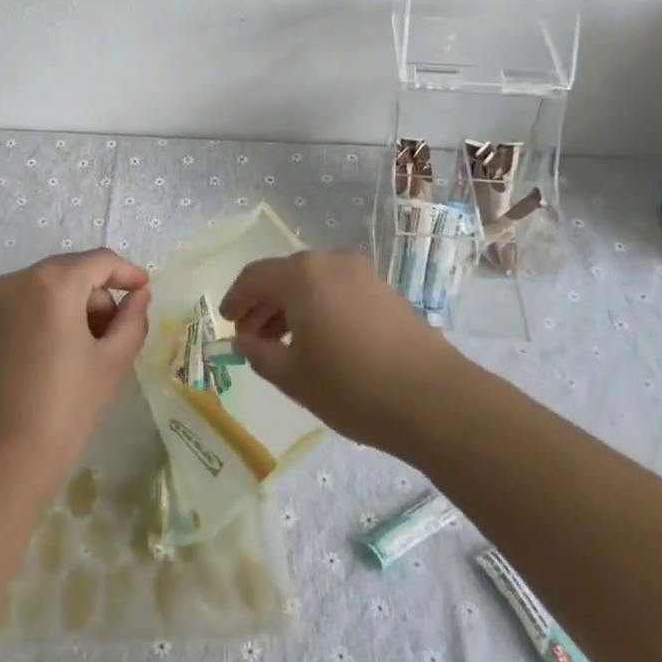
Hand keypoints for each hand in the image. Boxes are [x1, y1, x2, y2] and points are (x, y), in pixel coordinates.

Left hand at [0, 249, 151, 493]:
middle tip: (117, 333)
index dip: (126, 272)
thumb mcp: (111, 362)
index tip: (145, 289)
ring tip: (88, 350)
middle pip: (72, 271)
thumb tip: (138, 295)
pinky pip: (26, 303)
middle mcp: (18, 280)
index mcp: (52, 283)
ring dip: (74, 306)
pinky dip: (48, 315)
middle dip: (99, 295)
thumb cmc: (63, 409)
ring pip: (48, 287)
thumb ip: (132, 319)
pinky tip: (58, 353)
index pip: (99, 262)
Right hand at [218, 249, 461, 453]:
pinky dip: (319, 309)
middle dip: (263, 305)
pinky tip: (321, 341)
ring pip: (312, 283)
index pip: (254, 277)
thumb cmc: (352, 386)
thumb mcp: (292, 376)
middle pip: (284, 277)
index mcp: (301, 275)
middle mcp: (330, 262)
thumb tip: (245, 339)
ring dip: (291, 308)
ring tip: (283, 344)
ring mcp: (362, 274)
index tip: (226, 322)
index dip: (235, 299)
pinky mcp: (385, 290)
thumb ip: (258, 352)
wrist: (434, 399)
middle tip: (251, 338)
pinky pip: (338, 291)